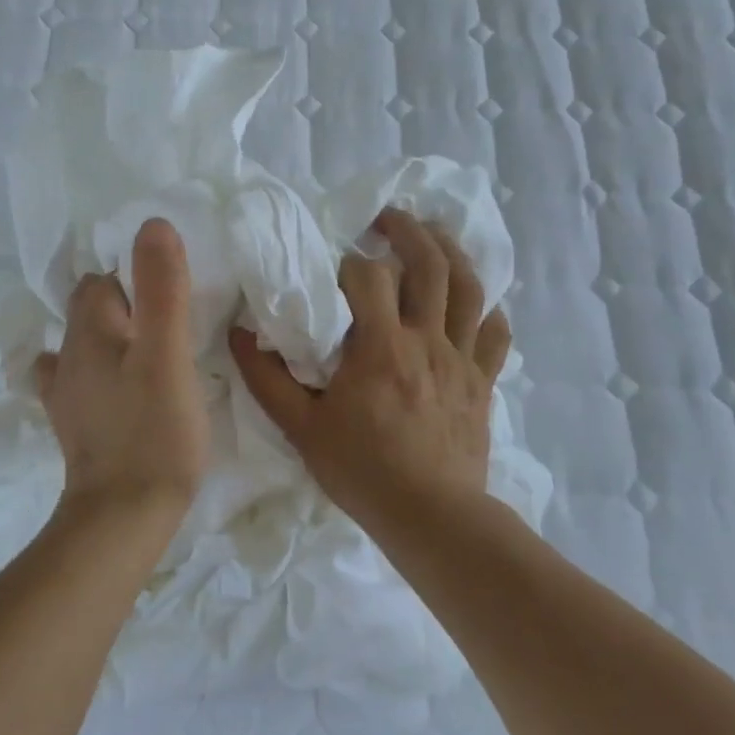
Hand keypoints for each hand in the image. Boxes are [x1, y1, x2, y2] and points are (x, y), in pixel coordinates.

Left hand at [35, 218, 209, 514]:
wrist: (123, 517)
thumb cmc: (153, 431)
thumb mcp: (167, 353)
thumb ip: (161, 288)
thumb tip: (152, 224)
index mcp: (89, 331)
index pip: (103, 280)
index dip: (135, 278)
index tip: (172, 294)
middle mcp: (68, 356)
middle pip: (89, 310)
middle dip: (123, 305)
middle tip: (169, 323)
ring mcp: (67, 394)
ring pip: (84, 346)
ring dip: (111, 340)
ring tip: (148, 353)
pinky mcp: (75, 426)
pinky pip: (82, 383)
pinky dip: (101, 376)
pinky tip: (122, 390)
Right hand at [229, 208, 510, 525]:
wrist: (430, 516)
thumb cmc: (361, 470)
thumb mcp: (300, 427)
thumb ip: (265, 378)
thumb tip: (239, 334)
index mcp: (381, 347)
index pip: (369, 277)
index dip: (351, 261)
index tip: (336, 264)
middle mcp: (426, 341)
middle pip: (429, 265)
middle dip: (409, 232)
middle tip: (388, 218)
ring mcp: (461, 359)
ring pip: (469, 289)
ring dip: (452, 253)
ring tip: (434, 235)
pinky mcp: (482, 382)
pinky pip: (495, 335)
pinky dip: (487, 310)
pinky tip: (475, 302)